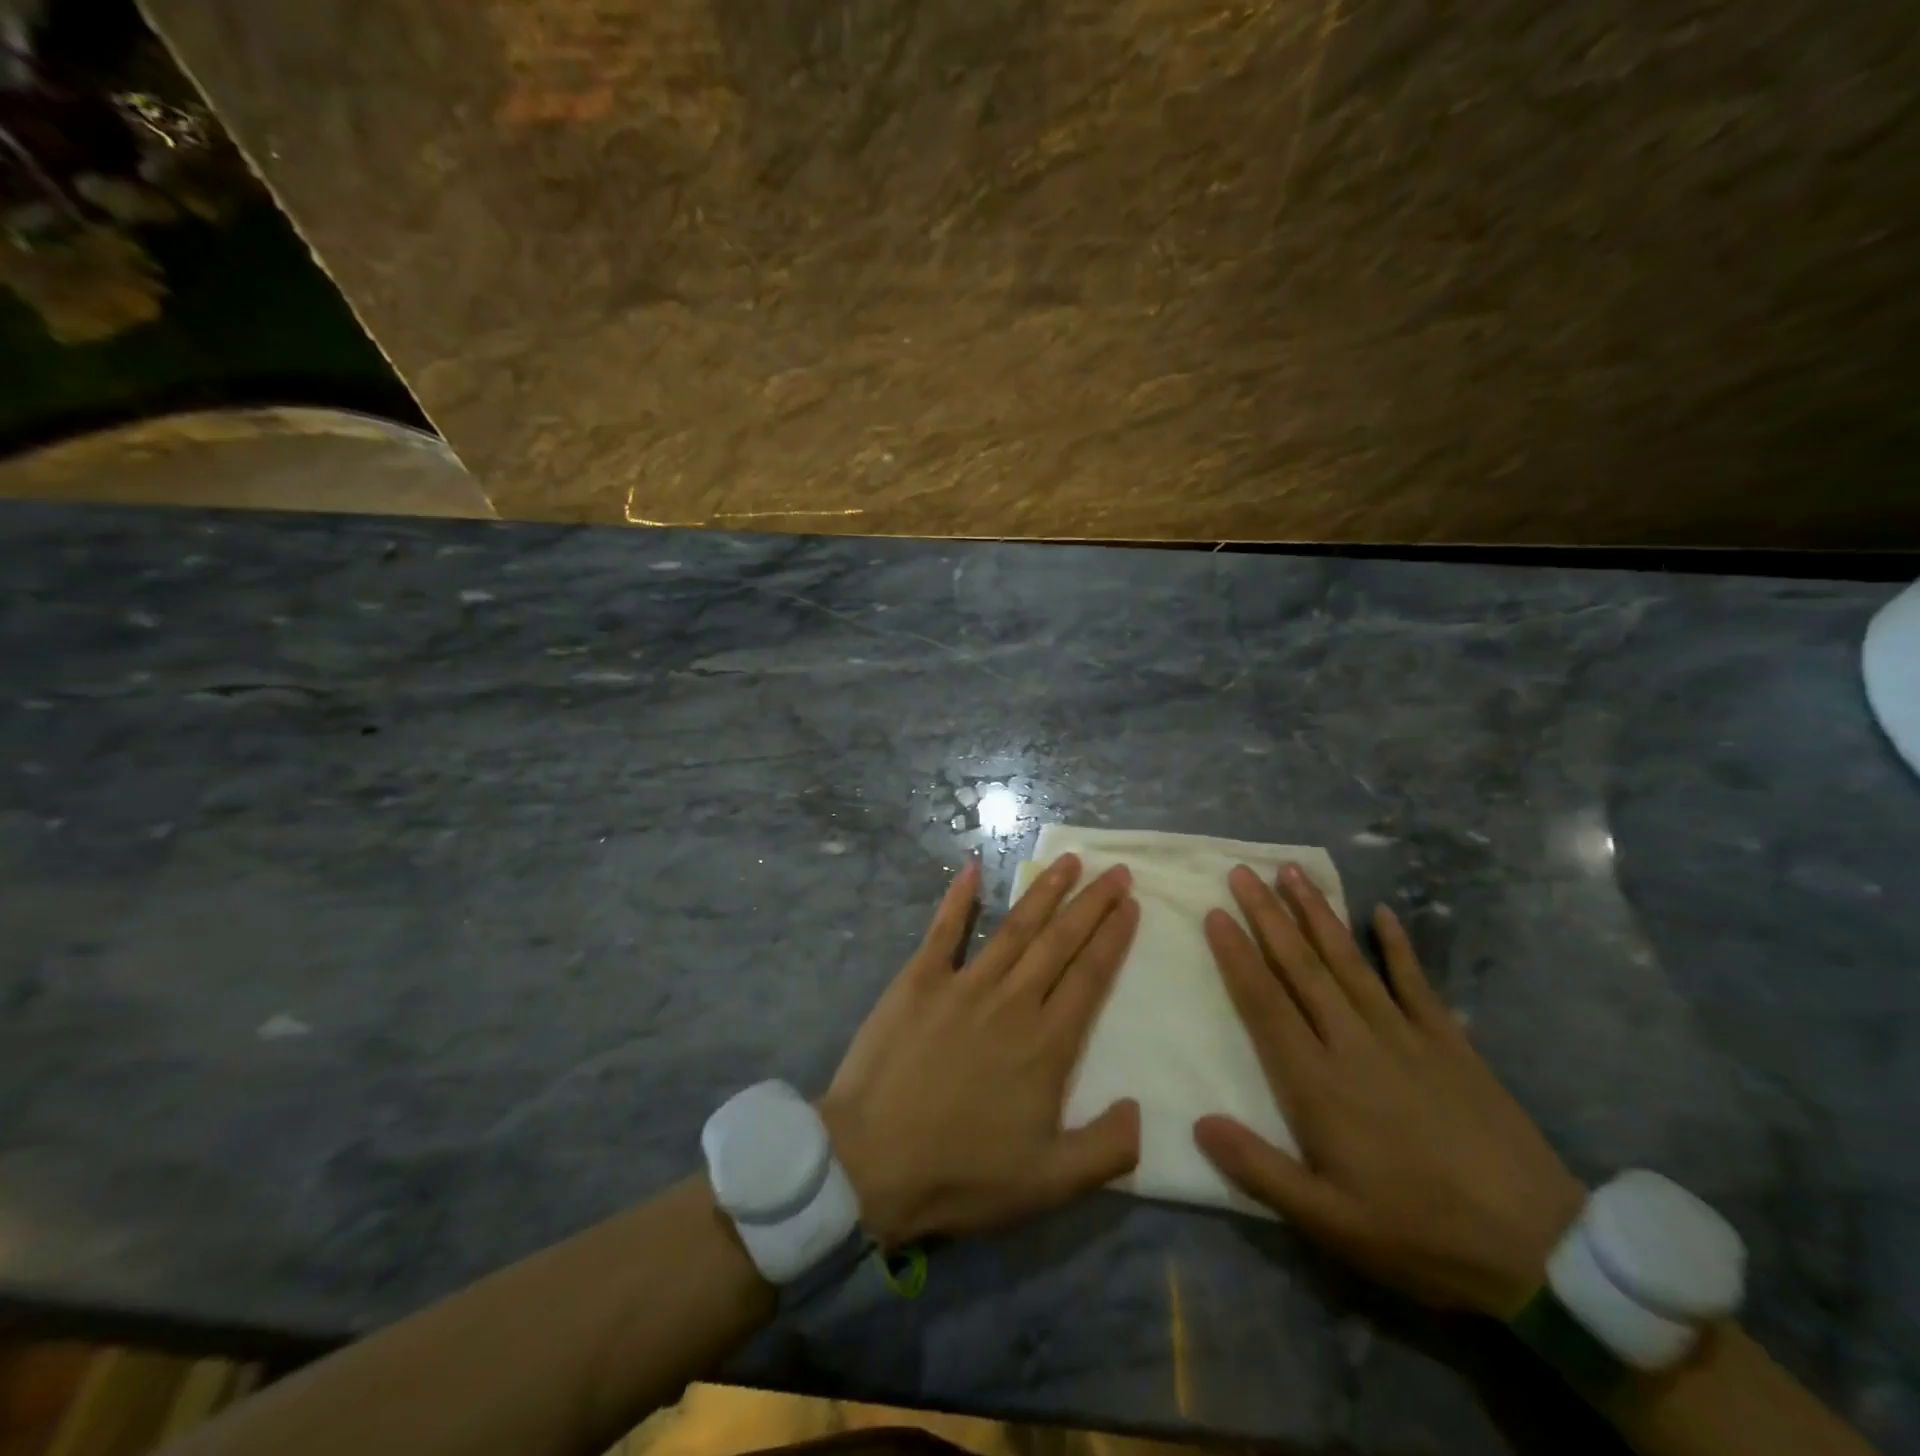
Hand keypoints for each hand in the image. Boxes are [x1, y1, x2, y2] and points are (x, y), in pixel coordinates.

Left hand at [820, 853, 1141, 1247]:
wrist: (870, 1162)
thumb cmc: (962, 1174)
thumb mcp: (1049, 1184)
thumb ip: (1106, 1149)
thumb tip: (1141, 1108)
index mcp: (1046, 1044)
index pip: (1091, 976)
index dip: (1114, 937)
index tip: (1130, 904)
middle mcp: (1011, 1001)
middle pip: (1060, 941)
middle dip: (1091, 903)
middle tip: (1114, 870)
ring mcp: (963, 985)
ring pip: (1015, 927)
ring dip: (1044, 891)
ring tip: (1068, 861)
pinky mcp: (919, 980)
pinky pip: (944, 930)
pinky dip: (959, 899)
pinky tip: (972, 869)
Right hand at [1196, 863, 1587, 1317]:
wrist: (1541, 1248)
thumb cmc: (1420, 1233)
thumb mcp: (1329, 1223)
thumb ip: (1259, 1170)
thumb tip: (1198, 1122)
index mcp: (1318, 1084)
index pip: (1265, 1004)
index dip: (1237, 955)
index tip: (1215, 913)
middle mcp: (1354, 1043)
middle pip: (1301, 967)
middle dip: (1267, 916)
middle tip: (1242, 872)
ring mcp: (1405, 1036)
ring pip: (1349, 961)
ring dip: (1317, 914)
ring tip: (1292, 872)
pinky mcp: (1449, 1042)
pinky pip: (1416, 982)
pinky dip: (1398, 945)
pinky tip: (1382, 912)